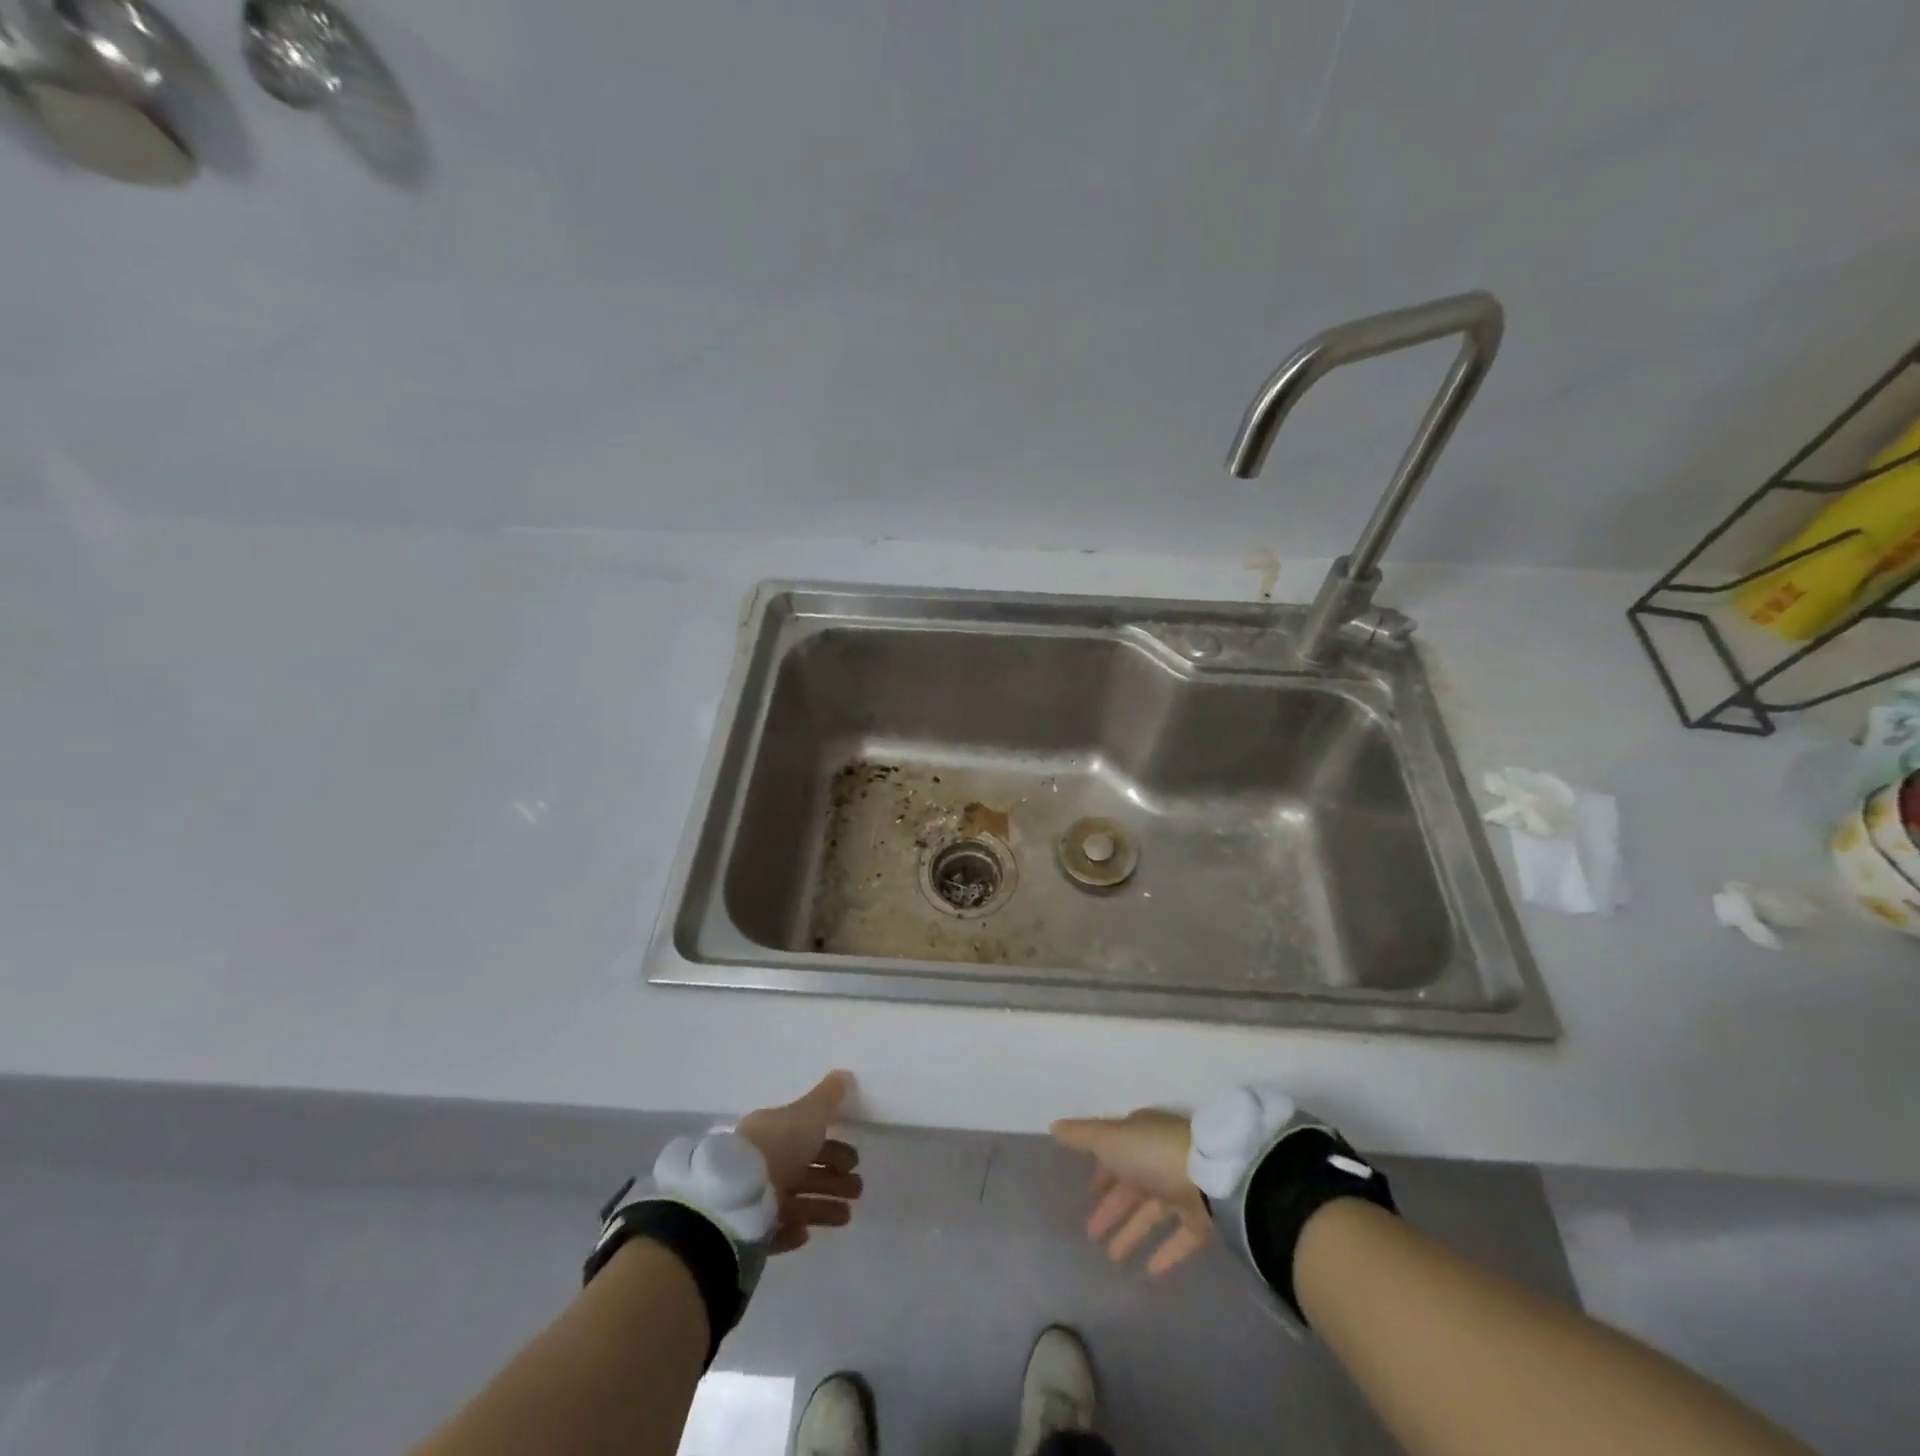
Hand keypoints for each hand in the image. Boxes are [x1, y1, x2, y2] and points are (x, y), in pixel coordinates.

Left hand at [737, 1071, 861, 1253]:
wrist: (737, 1198)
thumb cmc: (778, 1147)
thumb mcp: (808, 1114)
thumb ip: (828, 1097)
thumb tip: (844, 1074)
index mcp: (774, 1133)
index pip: (808, 1138)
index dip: (833, 1148)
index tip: (855, 1160)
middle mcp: (764, 1162)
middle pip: (804, 1171)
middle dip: (834, 1179)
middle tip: (857, 1188)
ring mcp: (755, 1197)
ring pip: (795, 1201)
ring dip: (823, 1206)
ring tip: (846, 1216)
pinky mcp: (749, 1231)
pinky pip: (775, 1230)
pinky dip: (793, 1229)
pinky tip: (806, 1231)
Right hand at [1052, 1108, 1212, 1274]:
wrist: (1212, 1178)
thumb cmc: (1153, 1152)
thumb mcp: (1111, 1138)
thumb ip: (1082, 1136)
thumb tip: (1053, 1126)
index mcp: (1140, 1136)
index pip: (1116, 1152)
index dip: (1101, 1171)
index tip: (1086, 1191)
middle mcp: (1159, 1160)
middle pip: (1131, 1186)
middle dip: (1111, 1207)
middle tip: (1089, 1234)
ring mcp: (1182, 1190)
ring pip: (1151, 1214)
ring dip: (1131, 1232)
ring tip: (1111, 1258)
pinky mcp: (1201, 1221)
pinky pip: (1178, 1239)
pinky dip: (1164, 1253)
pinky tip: (1148, 1273)